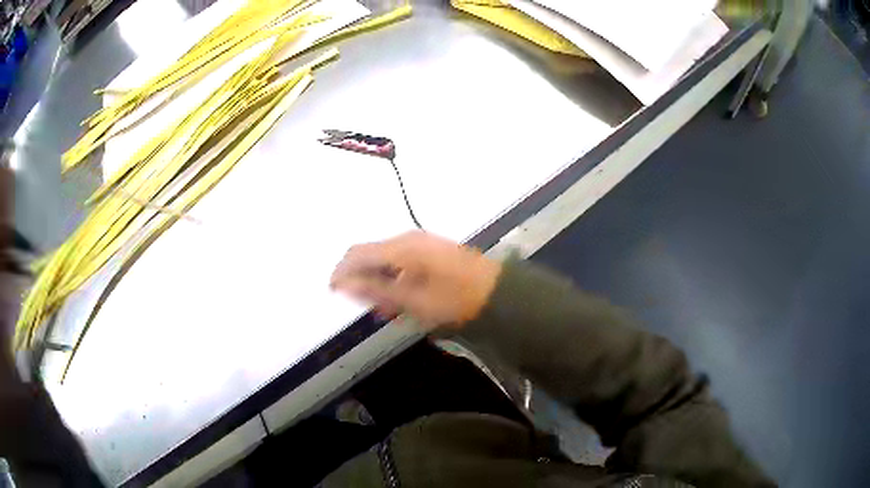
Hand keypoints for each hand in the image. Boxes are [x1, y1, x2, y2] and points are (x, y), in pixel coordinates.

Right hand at [330, 231, 500, 329]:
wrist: (497, 293)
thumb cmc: (454, 300)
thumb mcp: (412, 300)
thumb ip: (375, 290)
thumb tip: (342, 283)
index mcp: (401, 248)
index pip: (357, 253)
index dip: (341, 271)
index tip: (333, 292)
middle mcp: (407, 239)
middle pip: (371, 256)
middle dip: (363, 280)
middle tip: (370, 307)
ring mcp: (420, 243)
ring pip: (386, 261)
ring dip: (380, 283)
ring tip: (390, 308)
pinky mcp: (430, 250)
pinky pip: (401, 263)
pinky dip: (395, 280)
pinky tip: (403, 299)